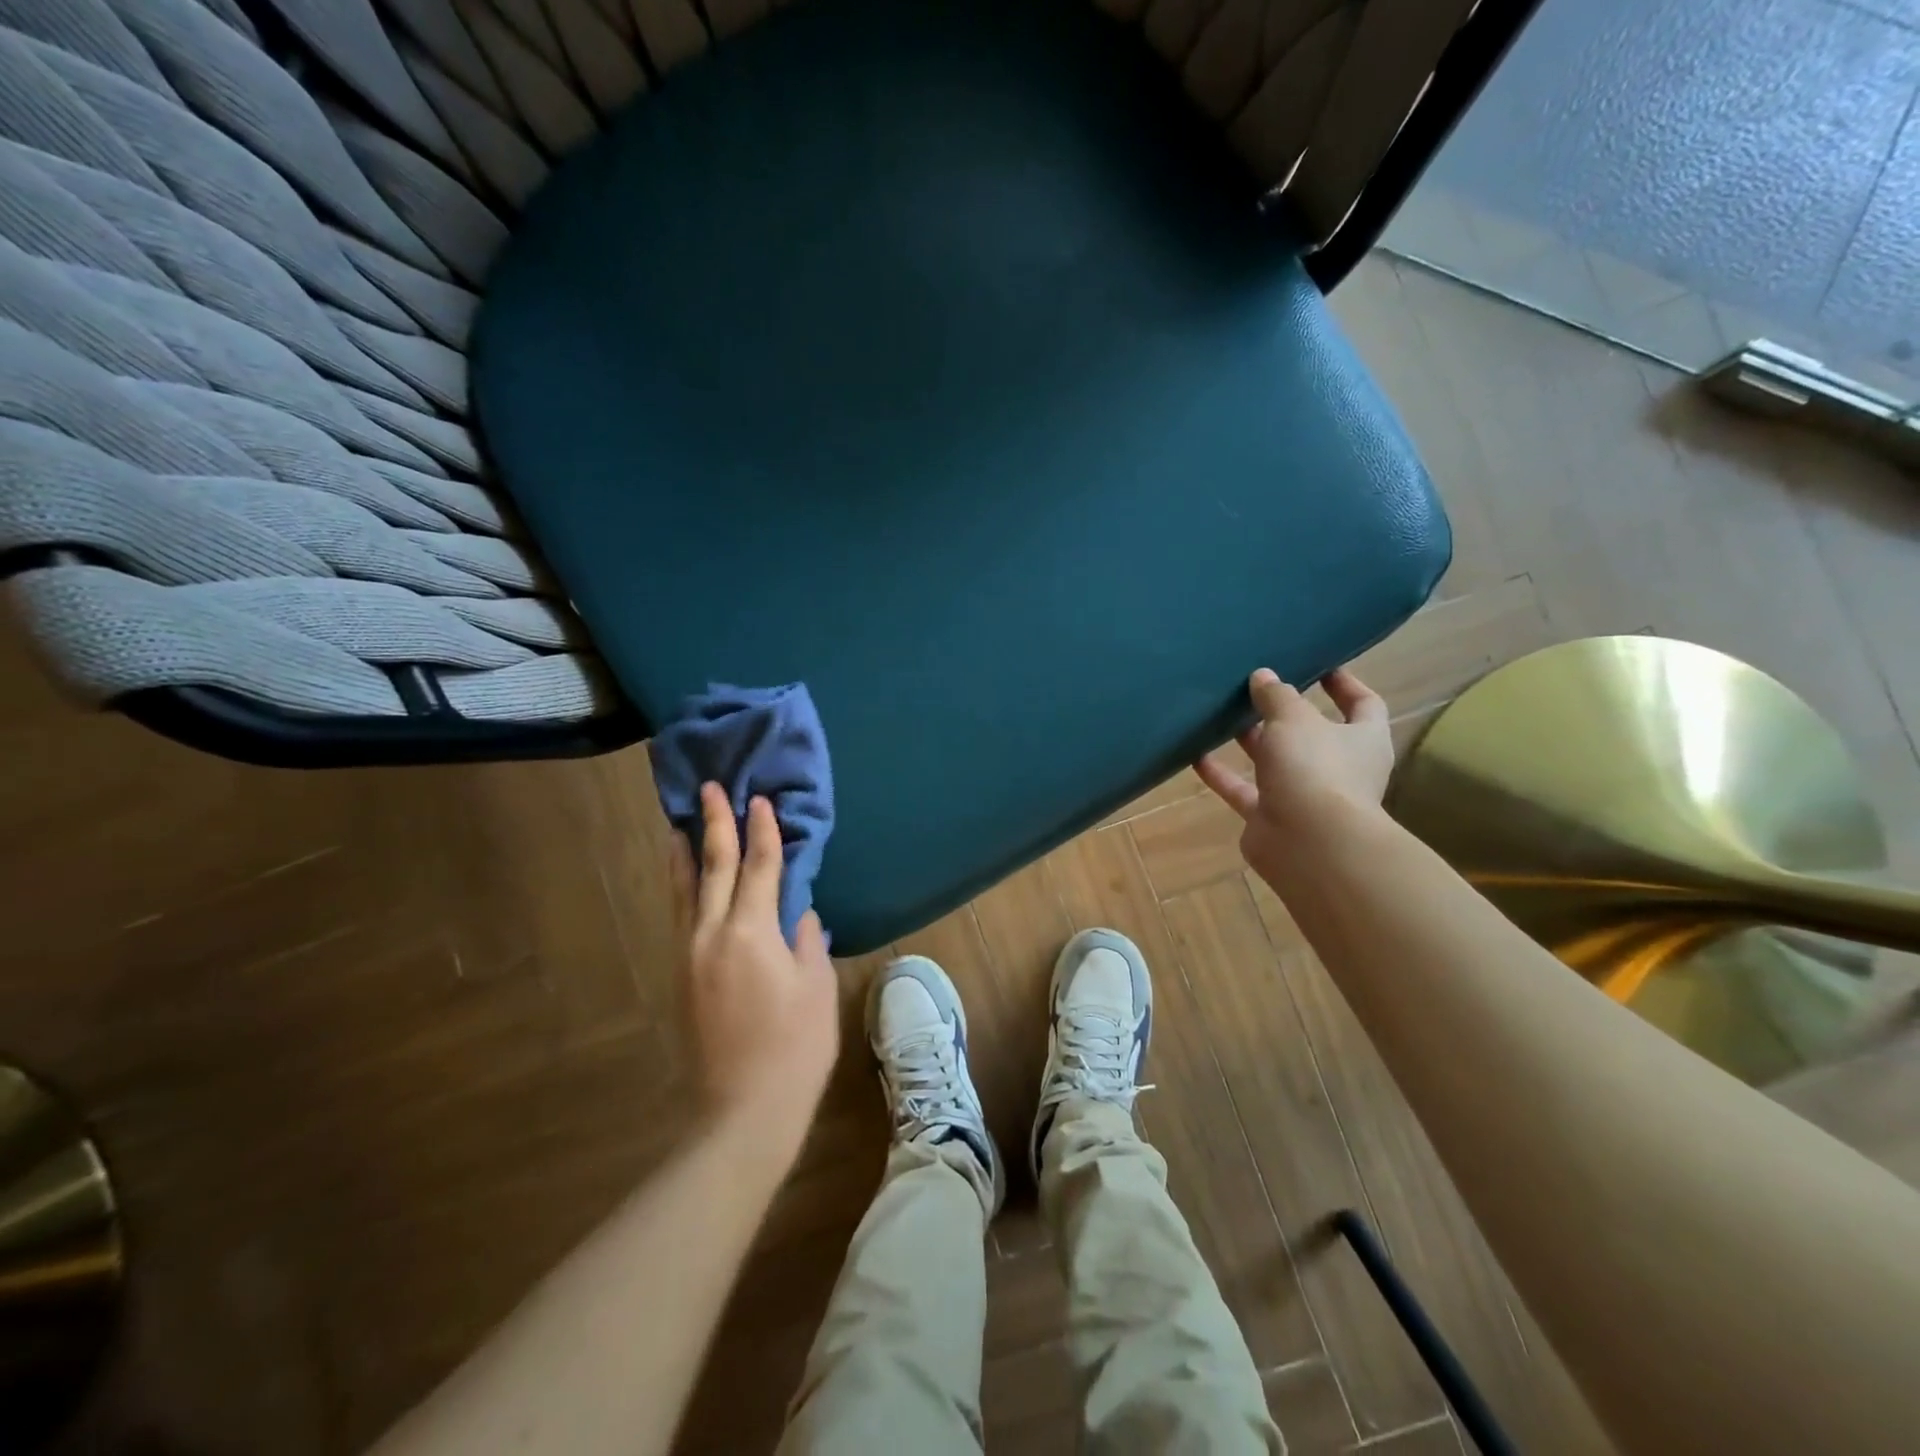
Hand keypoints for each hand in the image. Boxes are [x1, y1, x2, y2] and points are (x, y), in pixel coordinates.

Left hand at [676, 783, 838, 1154]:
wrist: (742, 1109)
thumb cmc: (794, 1047)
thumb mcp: (815, 988)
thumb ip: (807, 942)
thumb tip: (800, 915)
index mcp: (752, 932)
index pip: (759, 867)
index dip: (763, 831)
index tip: (760, 800)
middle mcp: (712, 934)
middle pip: (714, 868)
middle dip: (715, 826)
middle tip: (711, 790)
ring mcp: (690, 956)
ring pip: (685, 892)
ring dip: (685, 855)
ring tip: (678, 826)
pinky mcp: (680, 977)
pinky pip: (680, 917)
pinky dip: (681, 890)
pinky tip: (684, 883)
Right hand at [1195, 667, 1392, 881]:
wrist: (1310, 845)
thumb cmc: (1316, 769)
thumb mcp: (1294, 718)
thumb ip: (1277, 695)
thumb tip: (1263, 676)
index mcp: (1363, 739)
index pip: (1363, 704)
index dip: (1344, 683)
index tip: (1317, 664)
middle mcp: (1338, 767)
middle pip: (1311, 733)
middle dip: (1283, 712)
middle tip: (1254, 687)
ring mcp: (1304, 795)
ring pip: (1274, 761)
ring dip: (1250, 741)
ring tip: (1222, 714)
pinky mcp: (1271, 817)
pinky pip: (1243, 790)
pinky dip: (1221, 774)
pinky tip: (1195, 754)